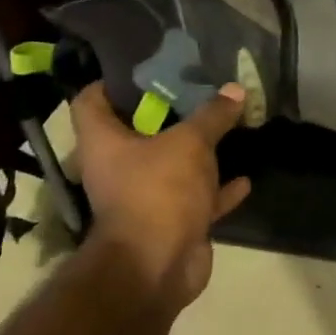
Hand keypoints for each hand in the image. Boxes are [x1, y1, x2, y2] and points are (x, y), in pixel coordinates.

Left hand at [68, 81, 252, 316]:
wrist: (157, 267)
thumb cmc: (158, 191)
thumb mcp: (191, 143)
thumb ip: (213, 115)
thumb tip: (235, 89)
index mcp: (104, 143)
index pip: (91, 100)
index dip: (111, 81)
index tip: (144, 67)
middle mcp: (117, 168)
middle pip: (137, 131)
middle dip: (168, 112)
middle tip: (198, 88)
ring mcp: (145, 197)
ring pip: (171, 165)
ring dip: (197, 152)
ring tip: (224, 126)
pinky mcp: (171, 222)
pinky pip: (197, 199)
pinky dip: (218, 190)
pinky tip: (244, 178)